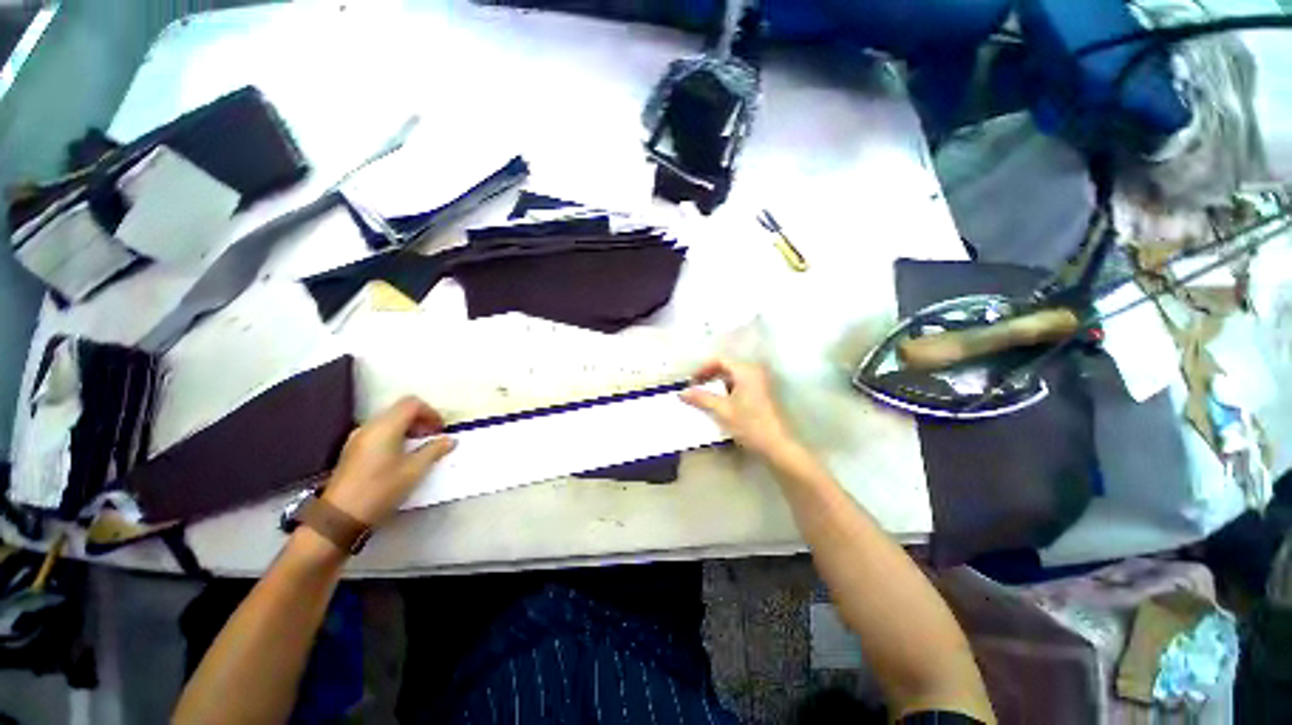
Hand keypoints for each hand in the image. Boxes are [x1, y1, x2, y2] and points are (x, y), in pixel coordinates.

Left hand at [321, 396, 455, 525]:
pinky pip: (379, 433)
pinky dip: (395, 436)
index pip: (412, 403)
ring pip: (390, 421)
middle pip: (400, 410)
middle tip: (433, 438)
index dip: (431, 413)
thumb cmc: (381, 489)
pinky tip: (401, 457)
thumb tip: (449, 439)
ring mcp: (358, 438)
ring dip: (408, 429)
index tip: (440, 431)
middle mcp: (370, 426)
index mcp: (386, 426)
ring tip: (420, 448)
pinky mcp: (352, 450)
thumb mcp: (414, 470)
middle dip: (421, 420)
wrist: (339, 517)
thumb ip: (434, 450)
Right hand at [680, 357, 797, 459]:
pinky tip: (720, 405)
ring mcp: (761, 383)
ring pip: (734, 378)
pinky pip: (741, 386)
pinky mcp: (763, 394)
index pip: (720, 360)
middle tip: (695, 389)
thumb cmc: (750, 424)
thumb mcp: (722, 410)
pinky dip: (728, 391)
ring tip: (705, 398)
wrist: (777, 445)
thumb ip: (701, 398)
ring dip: (718, 385)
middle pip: (727, 367)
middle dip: (709, 377)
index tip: (691, 381)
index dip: (703, 369)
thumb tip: (682, 392)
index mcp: (746, 370)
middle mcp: (755, 372)